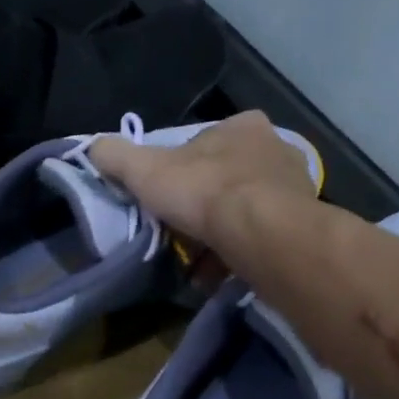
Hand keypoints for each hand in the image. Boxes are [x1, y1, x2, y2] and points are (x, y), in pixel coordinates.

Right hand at [88, 111, 317, 248]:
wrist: (264, 235)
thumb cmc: (205, 191)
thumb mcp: (144, 170)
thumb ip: (115, 156)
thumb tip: (93, 147)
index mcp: (241, 126)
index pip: (202, 145)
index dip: (179, 170)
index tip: (164, 197)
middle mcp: (276, 149)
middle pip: (226, 178)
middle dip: (203, 204)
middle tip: (180, 231)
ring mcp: (296, 187)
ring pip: (246, 210)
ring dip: (222, 233)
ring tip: (199, 261)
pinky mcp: (304, 224)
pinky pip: (263, 237)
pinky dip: (241, 253)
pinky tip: (221, 272)